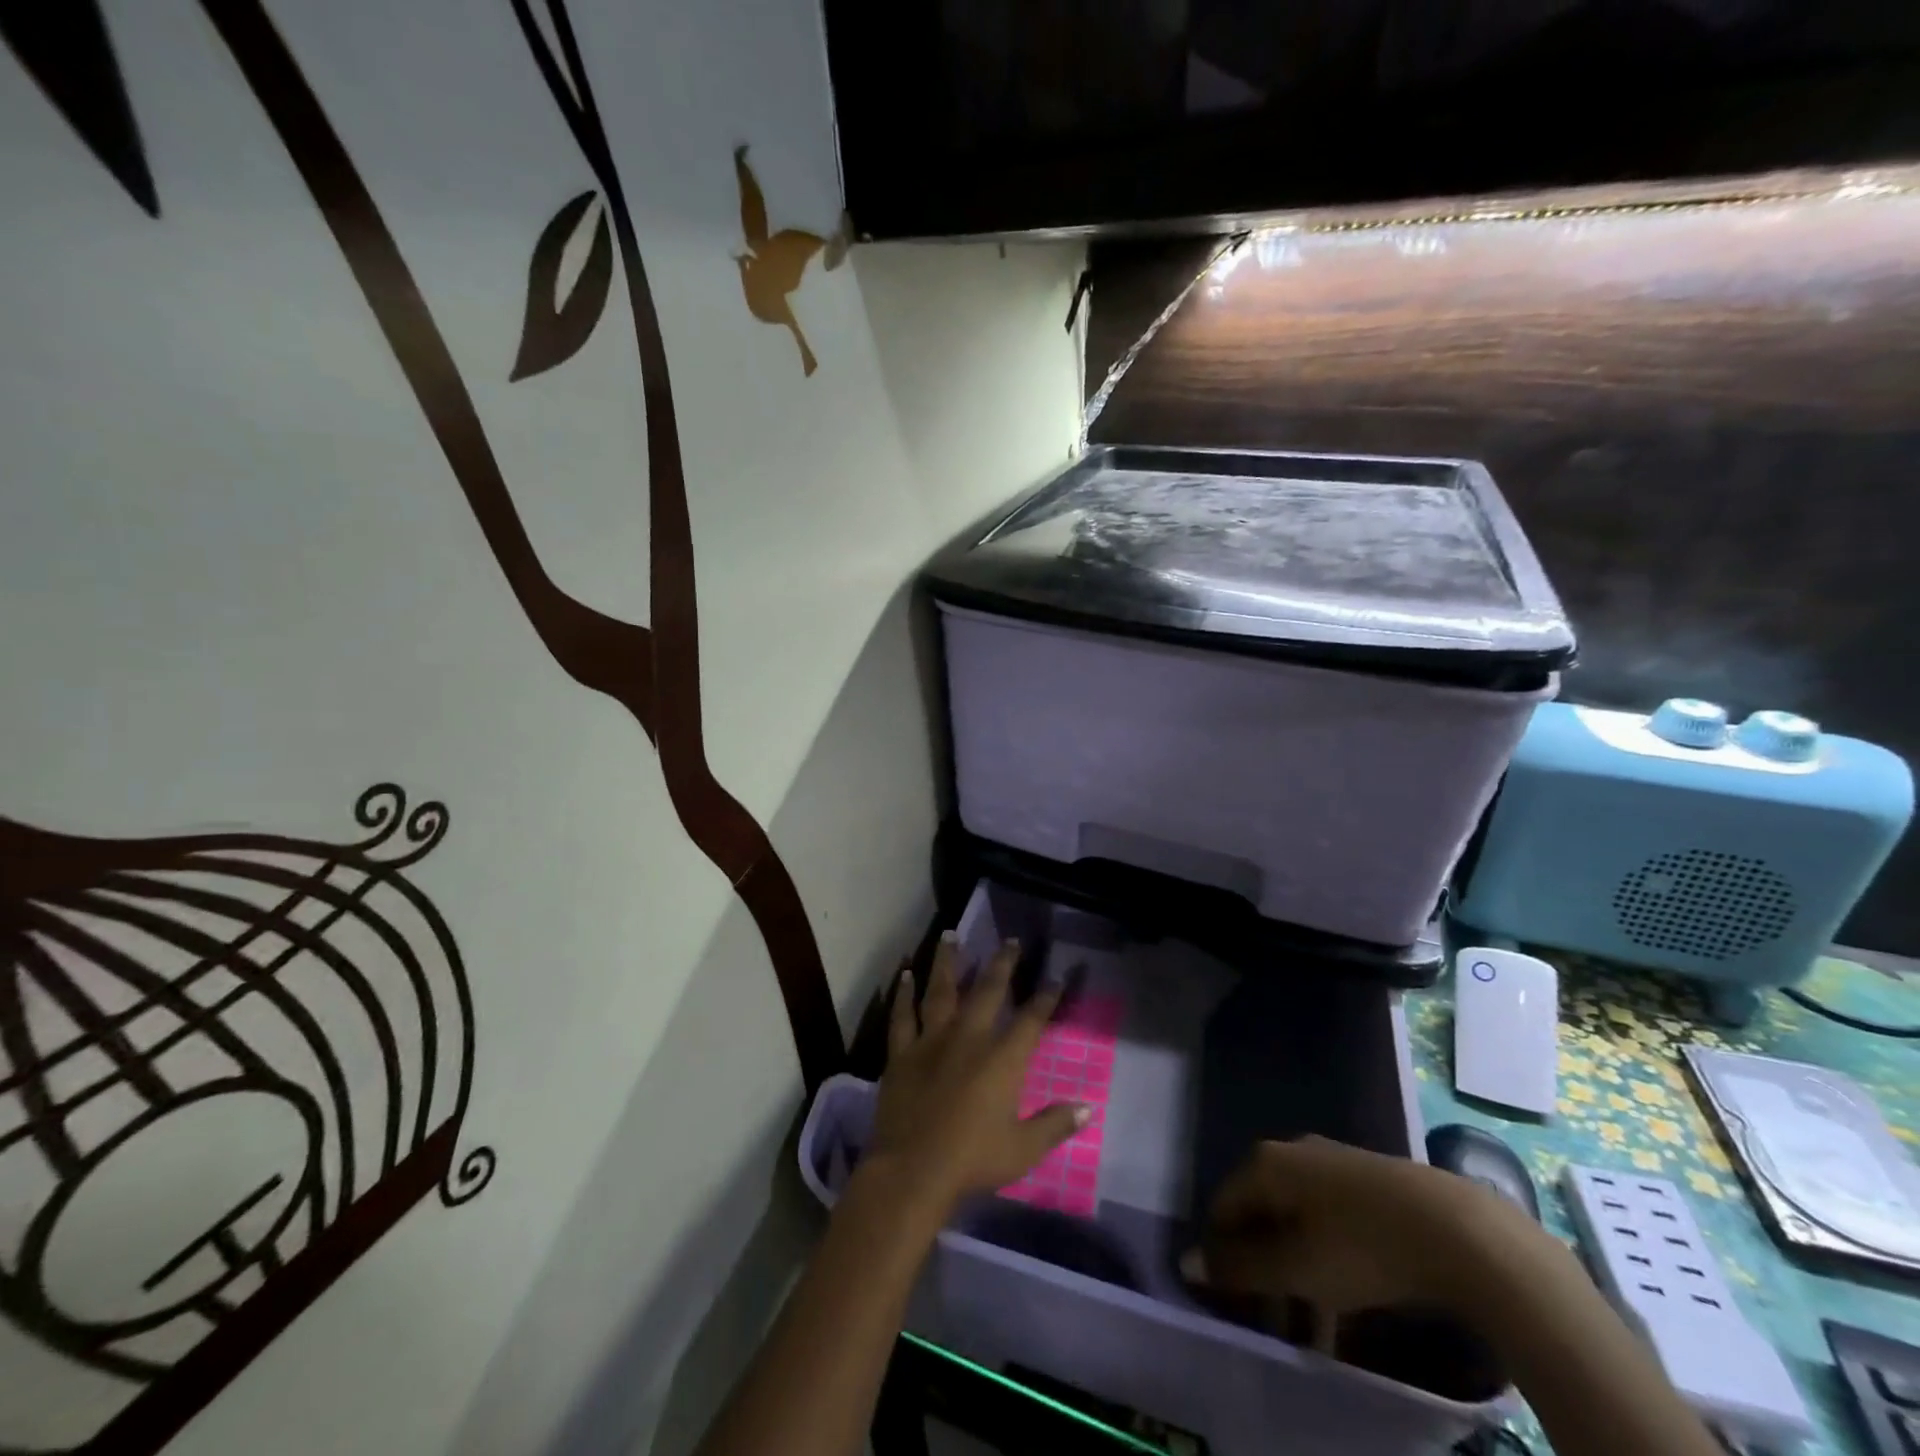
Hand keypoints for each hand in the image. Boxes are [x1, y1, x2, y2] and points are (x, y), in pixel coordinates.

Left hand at [869, 933, 1088, 1217]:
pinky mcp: (902, 1053)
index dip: (1046, 997)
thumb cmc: (973, 1160)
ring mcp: (931, 1041)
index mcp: (1001, 1059)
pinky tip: (904, 975)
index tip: (1055, 976)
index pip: (1031, 1019)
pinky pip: (902, 1016)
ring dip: (947, 961)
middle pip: (987, 991)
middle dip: (1002, 964)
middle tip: (1010, 940)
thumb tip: (1087, 1107)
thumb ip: (1054, 1124)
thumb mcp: (1023, 1149)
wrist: (913, 1170)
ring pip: (940, 991)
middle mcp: (968, 1038)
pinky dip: (903, 995)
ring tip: (950, 934)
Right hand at [1187, 1136, 1511, 1348]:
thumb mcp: (1297, 1268)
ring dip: (1296, 1270)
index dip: (1223, 1256)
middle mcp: (1291, 1152)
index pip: (1223, 1206)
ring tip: (1315, 1325)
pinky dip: (1326, 1258)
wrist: (1458, 1231)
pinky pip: (1329, 1220)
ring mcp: (1331, 1162)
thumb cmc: (1362, 1247)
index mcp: (1265, 1163)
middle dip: (1263, 1269)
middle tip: (1276, 1320)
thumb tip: (1185, 1261)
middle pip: (1260, 1213)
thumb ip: (1240, 1267)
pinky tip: (1347, 1299)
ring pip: (1297, 1220)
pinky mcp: (1368, 1181)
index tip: (1236, 1303)